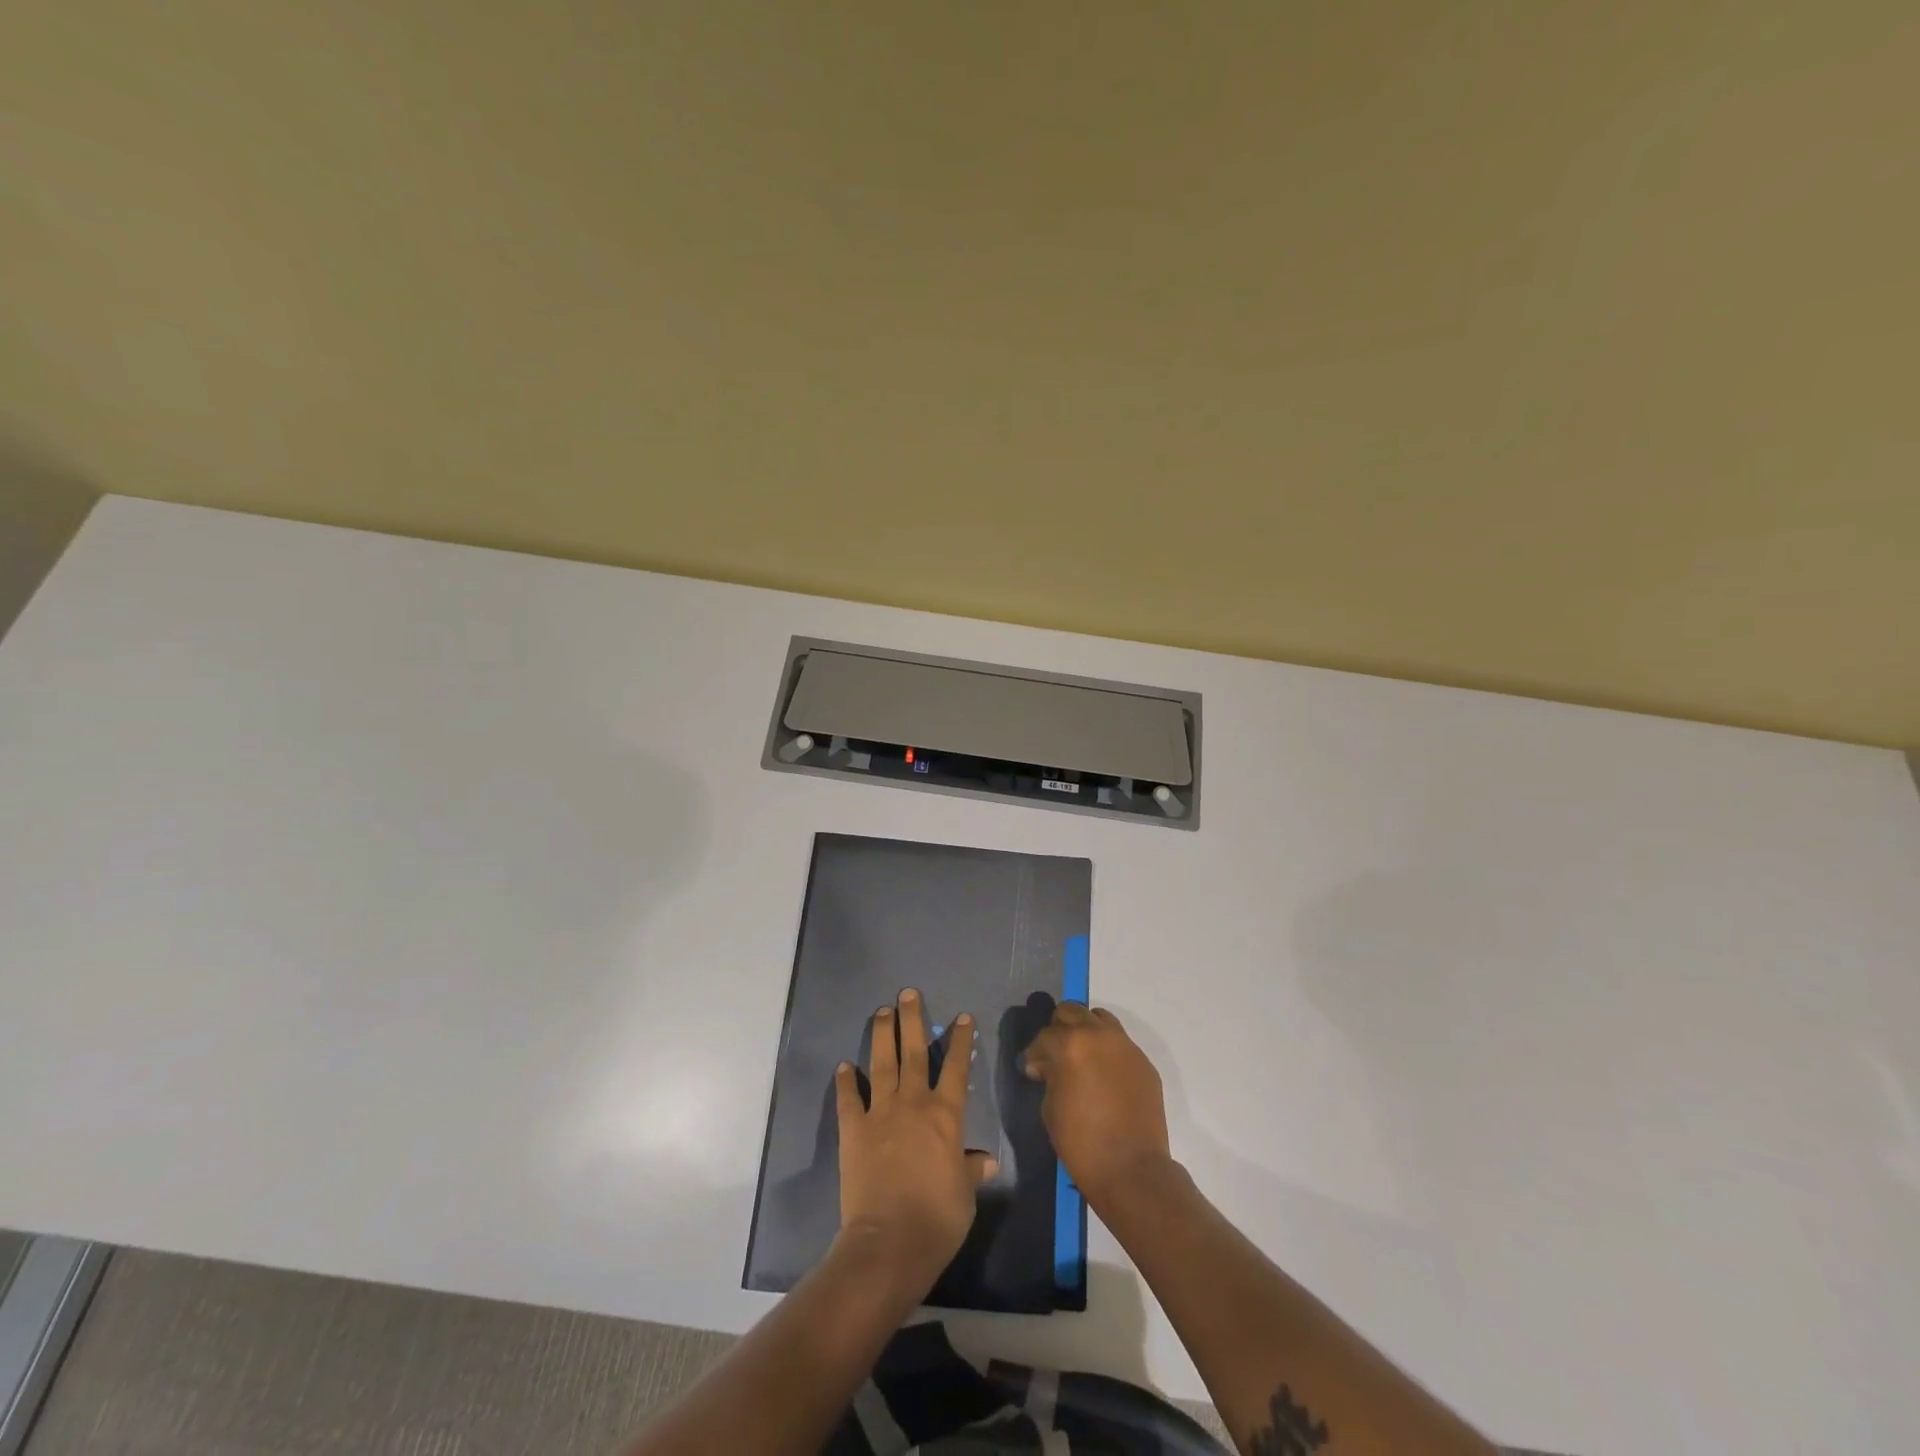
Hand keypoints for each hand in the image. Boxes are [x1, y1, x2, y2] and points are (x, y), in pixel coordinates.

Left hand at [835, 989, 996, 1294]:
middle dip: (913, 1019)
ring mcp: (880, 1113)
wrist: (890, 1241)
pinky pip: (850, 1099)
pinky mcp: (853, 1130)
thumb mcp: (965, 1195)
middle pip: (915, 1052)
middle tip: (908, 993)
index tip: (961, 1016)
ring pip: (883, 1063)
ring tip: (882, 1011)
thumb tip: (985, 1160)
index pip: (956, 1067)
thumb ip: (970, 1169)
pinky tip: (844, 1066)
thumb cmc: (937, 1218)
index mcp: (945, 1115)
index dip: (960, 1040)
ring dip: (883, 1035)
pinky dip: (847, 1082)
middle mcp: (913, 1104)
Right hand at [1022, 1003, 1171, 1210]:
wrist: (1132, 1170)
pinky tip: (1105, 1077)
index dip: (1035, 1054)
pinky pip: (1120, 1044)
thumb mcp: (1050, 1107)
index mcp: (1071, 1044)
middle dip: (1059, 1030)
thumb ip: (1050, 1075)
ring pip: (1100, 1019)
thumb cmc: (1081, 1142)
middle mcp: (1099, 1035)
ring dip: (1086, 1031)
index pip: (1045, 1036)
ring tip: (1082, 1058)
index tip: (1033, 1072)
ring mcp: (1126, 1046)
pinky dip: (1108, 1051)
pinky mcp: (1144, 1062)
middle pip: (1072, 1012)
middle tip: (1055, 1056)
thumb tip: (1050, 1067)